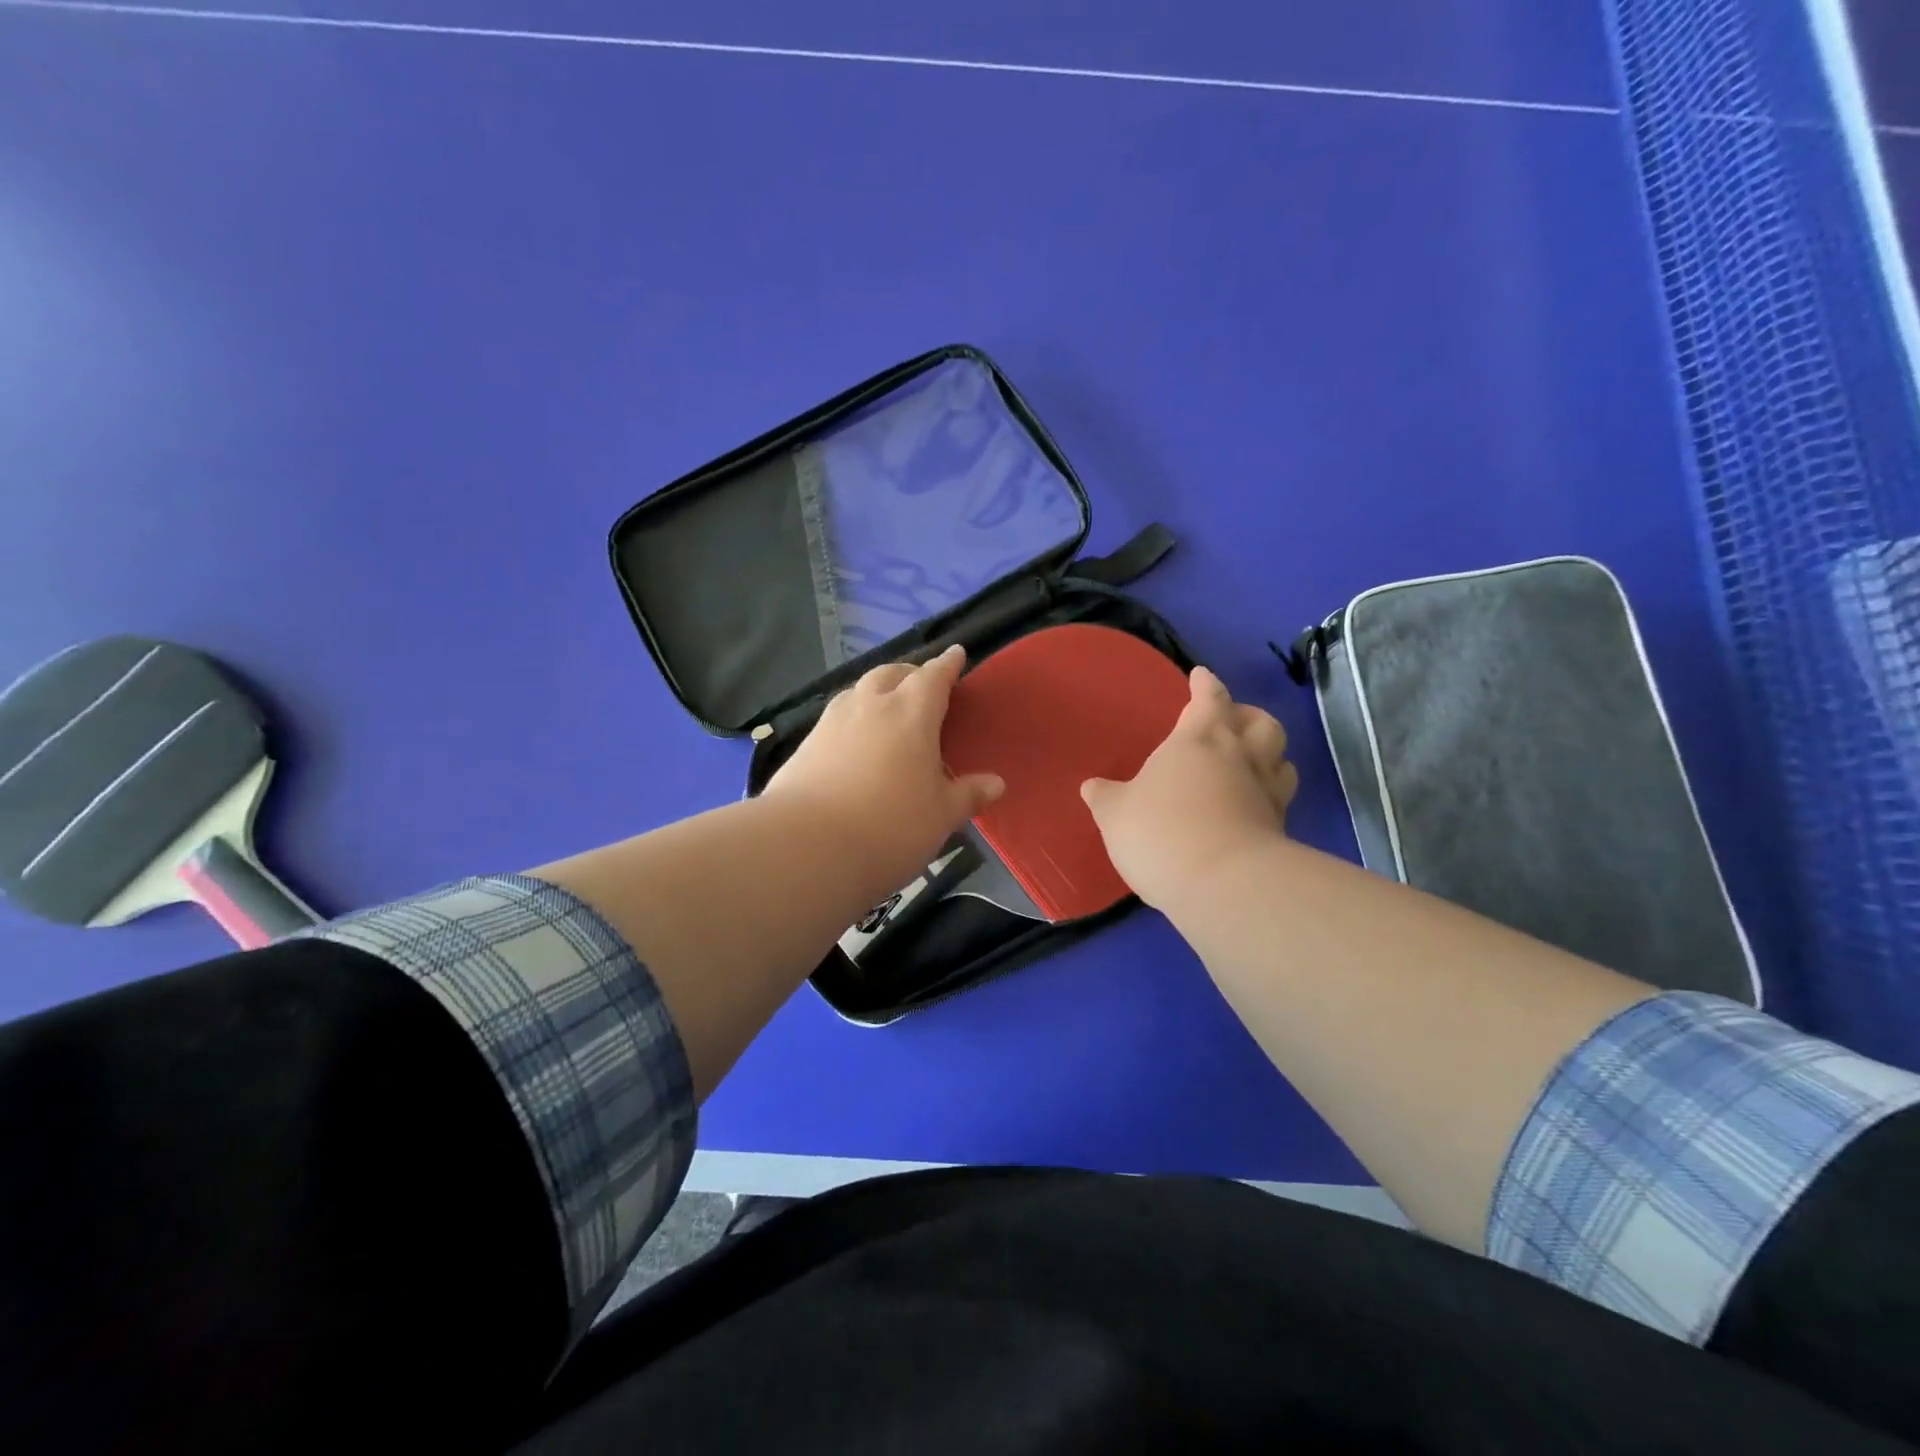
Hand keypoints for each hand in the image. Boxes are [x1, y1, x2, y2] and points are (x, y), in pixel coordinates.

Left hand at [763, 645, 1004, 890]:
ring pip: (858, 691)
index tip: (956, 654)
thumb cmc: (891, 826)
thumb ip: (968, 795)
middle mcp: (870, 706)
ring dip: (876, 692)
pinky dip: (853, 719)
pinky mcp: (805, 745)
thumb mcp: (941, 816)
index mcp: (911, 713)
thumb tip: (996, 784)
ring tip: (886, 710)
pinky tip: (854, 743)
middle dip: (909, 673)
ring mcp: (832, 722)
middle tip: (921, 685)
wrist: (807, 846)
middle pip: (891, 673)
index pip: (934, 676)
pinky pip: (836, 718)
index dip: (947, 664)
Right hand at [1080, 666, 1297, 910]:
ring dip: (1268, 753)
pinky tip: (1250, 807)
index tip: (1201, 676)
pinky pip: (1280, 799)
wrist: (1223, 884)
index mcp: (1198, 739)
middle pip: (1260, 722)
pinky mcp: (1281, 829)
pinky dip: (1268, 795)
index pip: (1208, 698)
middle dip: (1247, 716)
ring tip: (1250, 762)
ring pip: (1281, 758)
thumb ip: (1105, 797)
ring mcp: (1266, 793)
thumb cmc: (1161, 831)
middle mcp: (1240, 757)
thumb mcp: (1116, 814)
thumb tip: (1092, 786)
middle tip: (1231, 722)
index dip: (1205, 684)